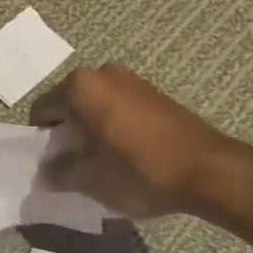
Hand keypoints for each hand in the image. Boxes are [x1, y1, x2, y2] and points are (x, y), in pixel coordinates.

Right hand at [31, 64, 235, 218]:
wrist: (209, 171)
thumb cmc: (140, 171)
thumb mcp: (91, 179)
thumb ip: (61, 172)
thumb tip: (47, 172)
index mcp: (80, 87)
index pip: (42, 109)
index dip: (42, 138)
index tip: (51, 163)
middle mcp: (102, 73)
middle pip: (69, 103)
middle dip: (67, 130)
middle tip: (74, 162)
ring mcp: (131, 79)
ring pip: (95, 104)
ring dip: (91, 127)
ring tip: (102, 159)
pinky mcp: (154, 92)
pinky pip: (119, 106)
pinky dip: (113, 124)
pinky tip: (126, 152)